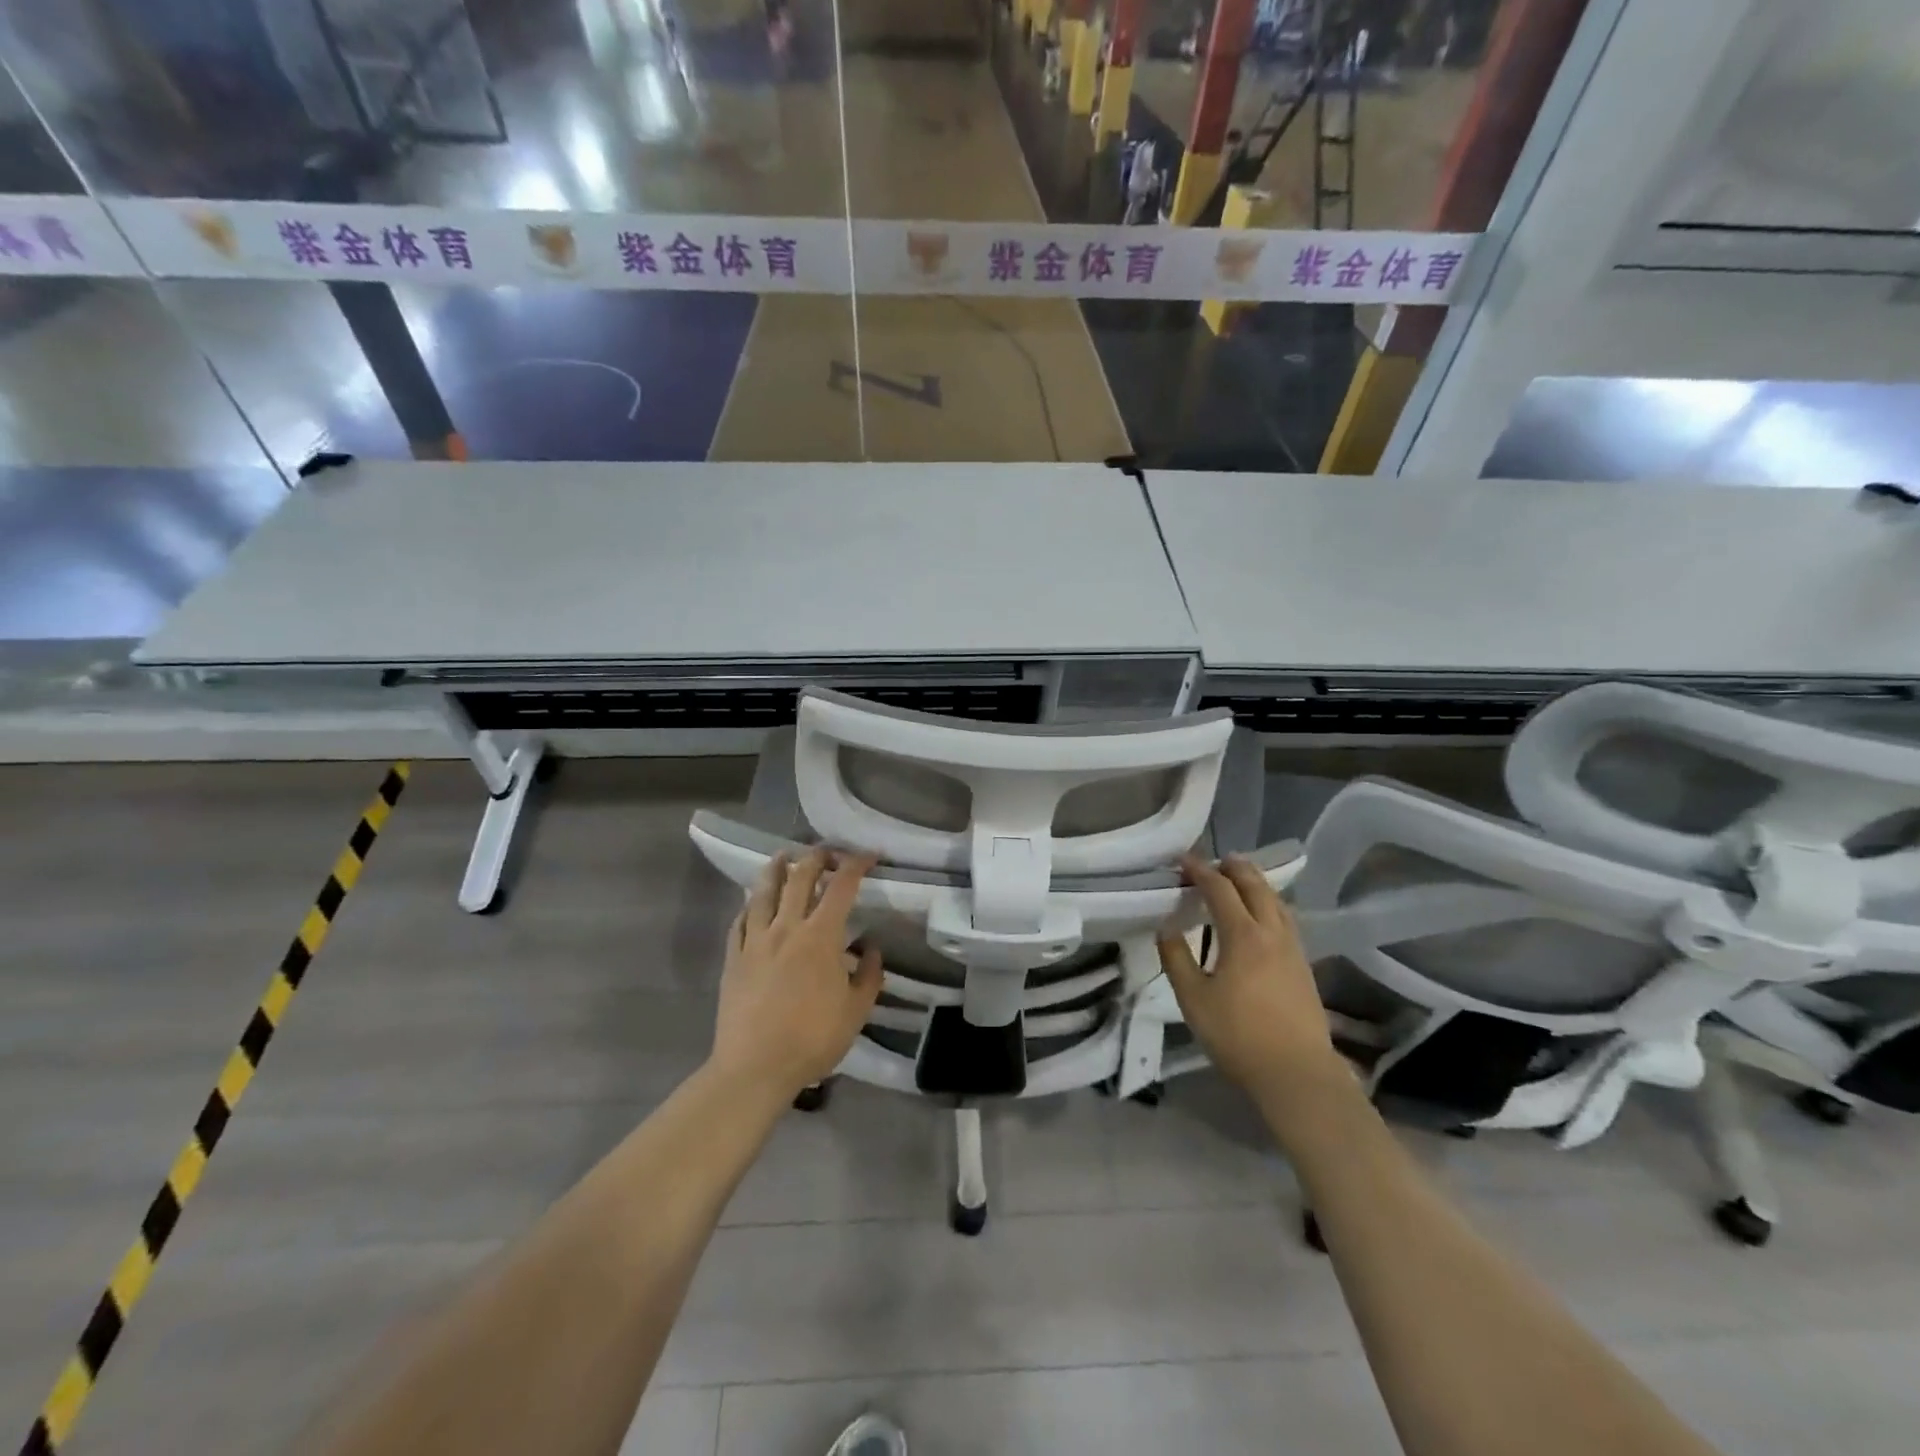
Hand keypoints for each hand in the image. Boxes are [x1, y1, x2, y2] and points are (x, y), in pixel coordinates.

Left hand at [709, 849, 882, 1102]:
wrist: (754, 1068)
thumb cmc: (812, 1039)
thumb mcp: (856, 1011)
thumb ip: (869, 975)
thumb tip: (871, 947)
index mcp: (820, 936)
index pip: (841, 886)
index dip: (856, 864)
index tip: (869, 855)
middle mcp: (786, 928)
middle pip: (799, 878)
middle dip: (816, 857)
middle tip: (827, 852)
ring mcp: (754, 941)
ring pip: (763, 891)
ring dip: (776, 868)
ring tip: (783, 856)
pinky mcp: (733, 958)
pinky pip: (739, 921)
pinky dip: (749, 904)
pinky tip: (752, 902)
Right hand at [1158, 855, 1345, 1107]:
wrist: (1296, 1073)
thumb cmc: (1237, 1035)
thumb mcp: (1193, 998)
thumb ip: (1177, 958)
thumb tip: (1166, 927)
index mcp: (1242, 935)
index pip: (1219, 889)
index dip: (1200, 870)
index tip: (1183, 860)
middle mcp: (1272, 932)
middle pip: (1256, 886)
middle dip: (1235, 868)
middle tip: (1216, 860)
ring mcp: (1293, 949)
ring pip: (1277, 901)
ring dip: (1257, 883)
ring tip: (1241, 879)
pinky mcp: (1304, 966)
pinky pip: (1286, 919)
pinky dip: (1270, 904)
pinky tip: (1264, 916)